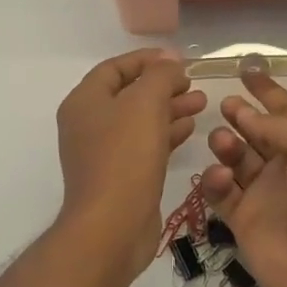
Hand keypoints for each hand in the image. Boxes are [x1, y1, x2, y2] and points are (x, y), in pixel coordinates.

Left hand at [56, 50, 206, 272]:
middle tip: (193, 83)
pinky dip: (167, 133)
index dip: (147, 59)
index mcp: (85, 101)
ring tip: (202, 103)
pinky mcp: (121, 176)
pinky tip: (191, 129)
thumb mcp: (145, 103)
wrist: (112, 227)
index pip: (115, 67)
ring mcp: (104, 152)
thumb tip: (170, 61)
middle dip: (163, 85)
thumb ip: (160, 75)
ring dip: (170, 108)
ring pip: (140, 120)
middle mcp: (89, 124)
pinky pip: (145, 145)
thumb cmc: (125, 156)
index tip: (179, 59)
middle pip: (129, 93)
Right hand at [200, 61, 286, 286]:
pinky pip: (220, 191)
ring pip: (235, 158)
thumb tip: (248, 116)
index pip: (285, 110)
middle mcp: (286, 165)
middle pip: (256, 131)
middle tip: (225, 106)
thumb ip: (279, 125)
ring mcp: (263, 192)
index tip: (245, 69)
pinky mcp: (242, 218)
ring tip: (222, 142)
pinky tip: (220, 177)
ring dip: (226, 144)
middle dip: (240, 115)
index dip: (266, 91)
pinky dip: (215, 180)